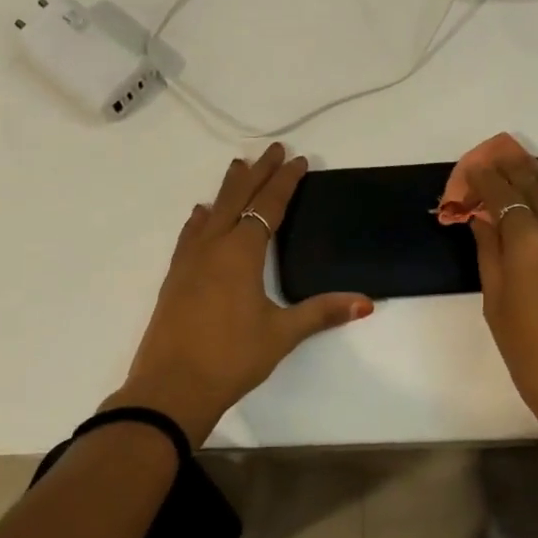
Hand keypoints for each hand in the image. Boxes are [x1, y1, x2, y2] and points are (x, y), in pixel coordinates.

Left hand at [106, 143, 372, 444]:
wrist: (171, 387)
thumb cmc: (231, 358)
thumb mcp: (282, 334)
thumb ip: (322, 312)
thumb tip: (366, 302)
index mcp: (241, 253)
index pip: (268, 206)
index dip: (284, 182)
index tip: (297, 160)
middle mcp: (213, 247)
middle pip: (237, 198)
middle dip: (257, 173)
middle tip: (271, 150)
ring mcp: (189, 261)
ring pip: (211, 212)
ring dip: (227, 188)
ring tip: (237, 167)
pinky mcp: (174, 278)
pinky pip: (190, 235)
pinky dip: (201, 219)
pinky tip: (200, 215)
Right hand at [467, 150, 537, 467]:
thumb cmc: (534, 360)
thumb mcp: (497, 307)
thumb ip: (490, 254)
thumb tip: (483, 220)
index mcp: (530, 243)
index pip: (504, 195)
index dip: (486, 177)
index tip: (474, 166)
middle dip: (516, 167)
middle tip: (499, 154)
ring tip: (527, 169)